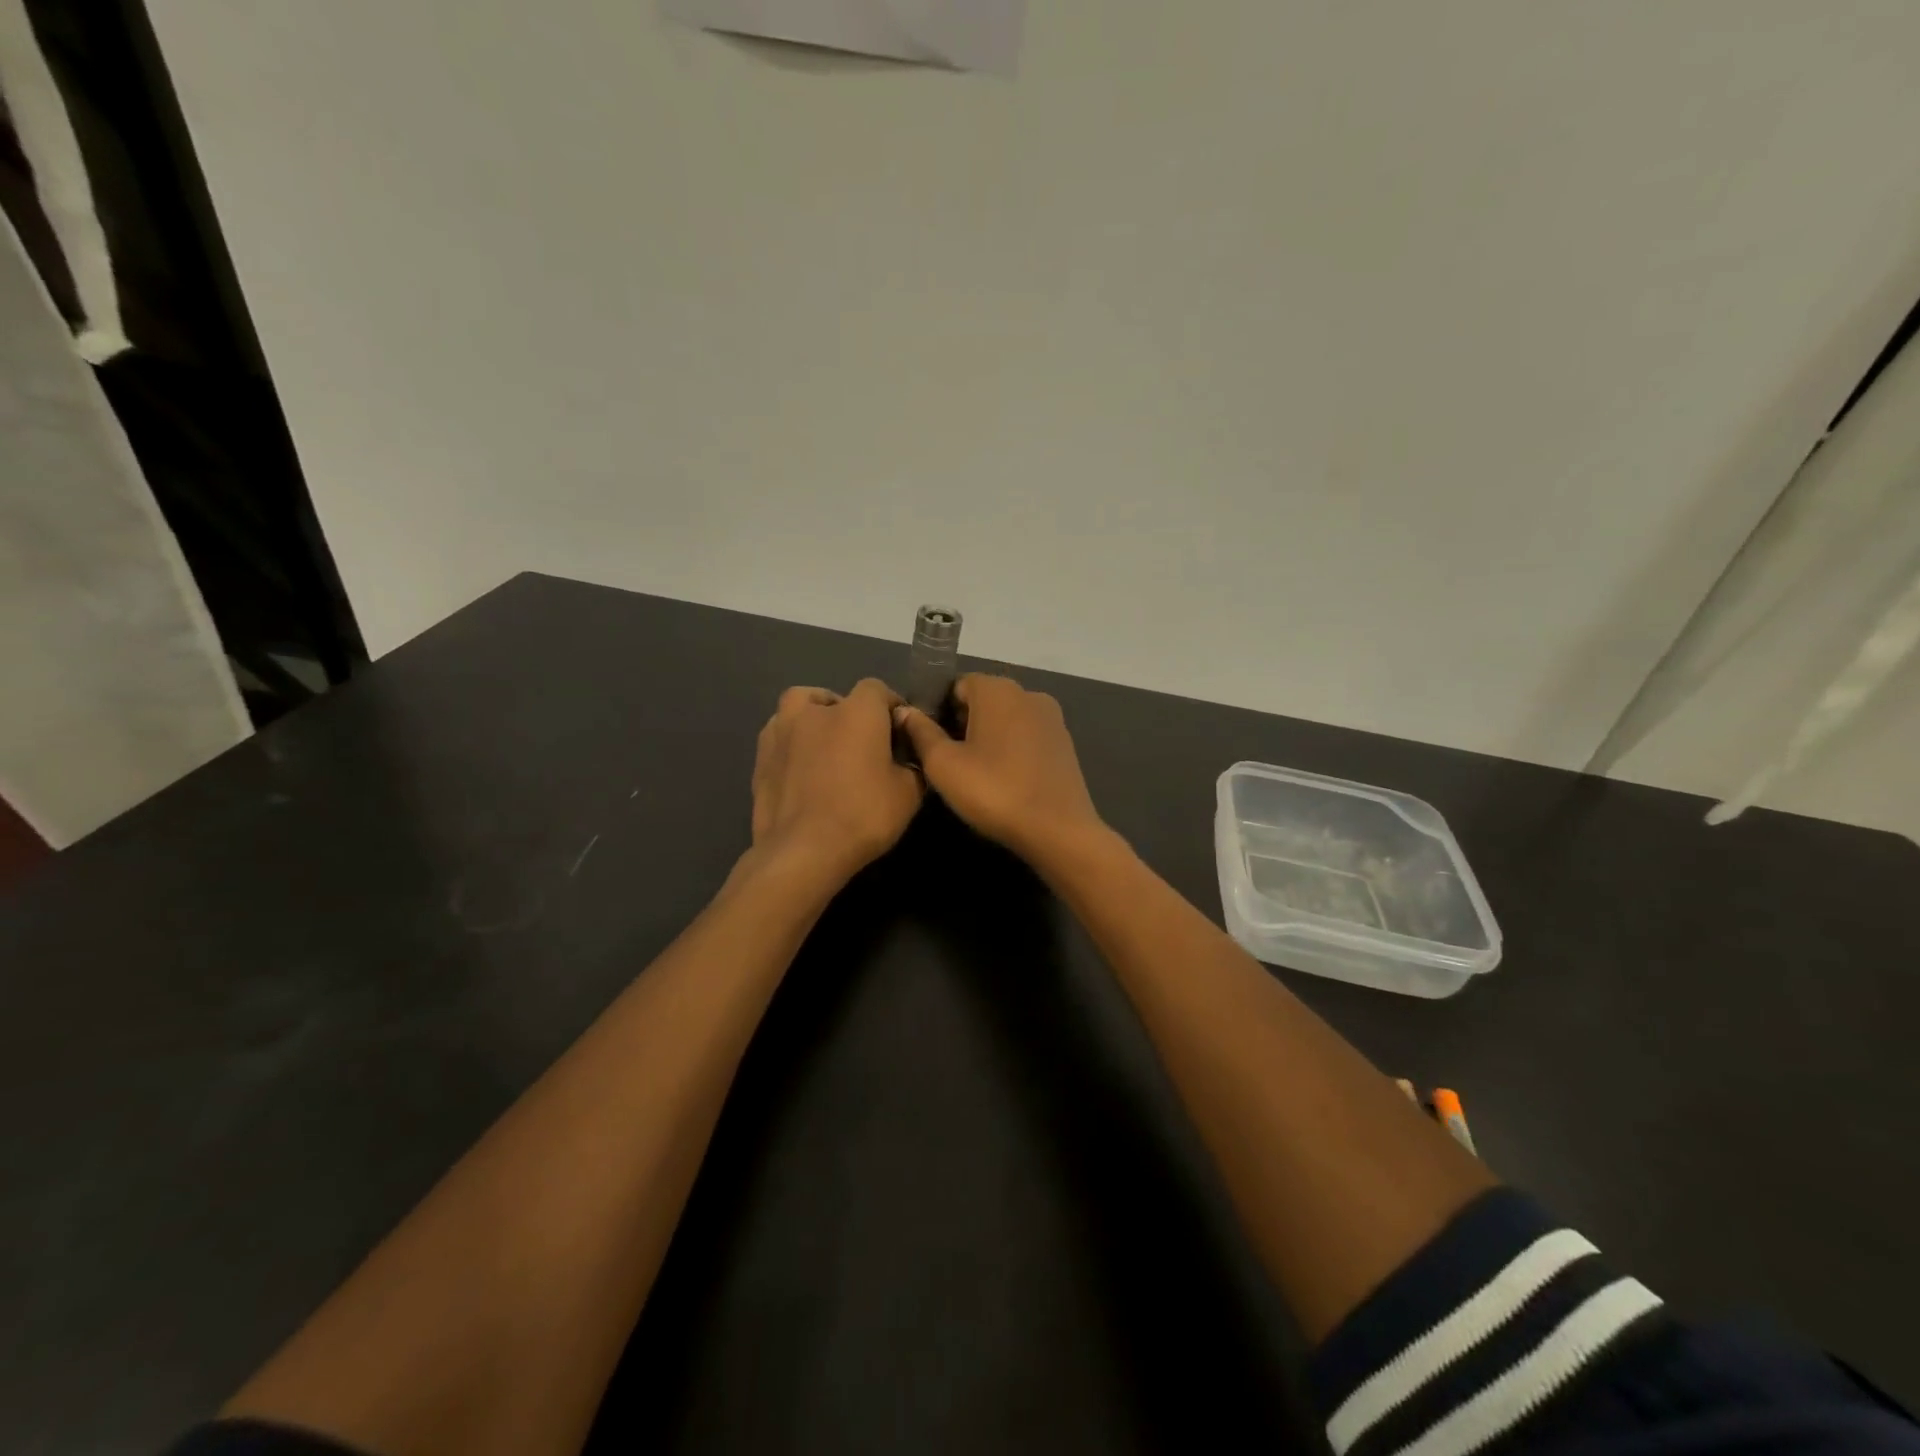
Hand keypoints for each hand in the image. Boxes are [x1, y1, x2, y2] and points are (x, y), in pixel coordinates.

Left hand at [751, 679, 924, 883]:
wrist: (802, 851)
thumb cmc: (862, 816)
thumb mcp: (909, 794)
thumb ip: (912, 765)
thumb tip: (906, 758)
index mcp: (857, 712)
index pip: (877, 689)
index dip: (890, 707)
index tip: (898, 732)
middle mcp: (815, 711)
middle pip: (834, 697)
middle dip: (849, 714)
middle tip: (860, 745)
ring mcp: (781, 731)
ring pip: (798, 710)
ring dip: (813, 721)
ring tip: (824, 749)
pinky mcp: (760, 757)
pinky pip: (780, 738)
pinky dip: (792, 745)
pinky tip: (801, 771)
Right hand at [892, 674, 1106, 863]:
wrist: (1058, 831)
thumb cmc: (994, 791)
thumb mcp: (944, 765)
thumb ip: (921, 732)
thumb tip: (905, 711)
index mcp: (998, 689)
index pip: (956, 685)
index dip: (938, 711)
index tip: (929, 742)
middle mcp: (1028, 693)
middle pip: (983, 700)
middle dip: (963, 724)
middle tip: (948, 762)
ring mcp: (1052, 718)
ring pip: (1006, 719)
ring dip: (988, 738)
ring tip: (974, 774)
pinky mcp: (1065, 743)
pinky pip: (1027, 737)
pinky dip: (1011, 750)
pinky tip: (1004, 780)